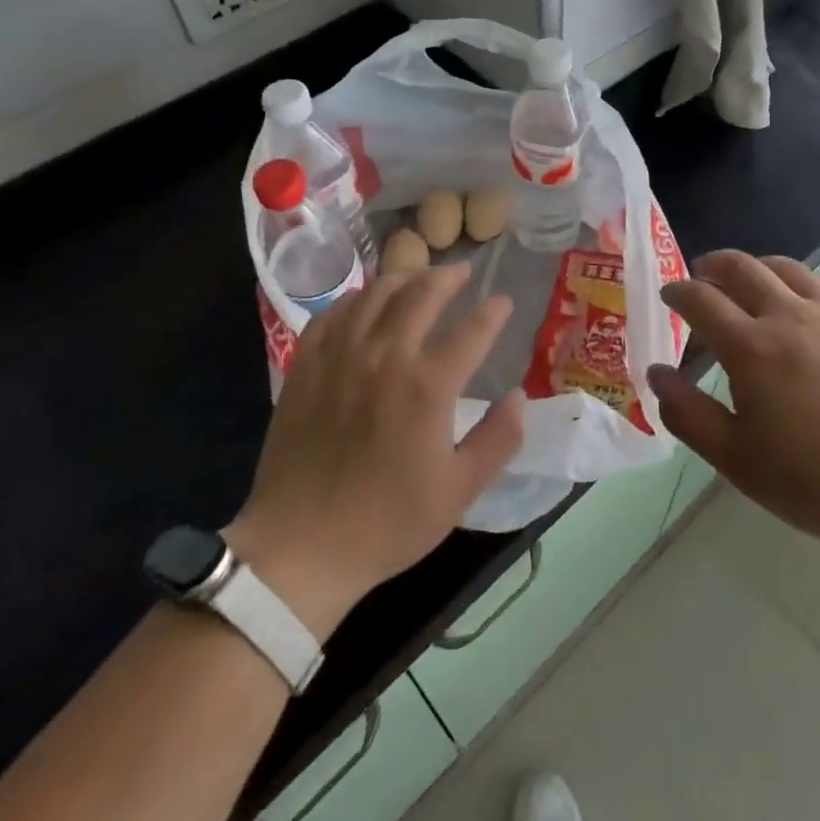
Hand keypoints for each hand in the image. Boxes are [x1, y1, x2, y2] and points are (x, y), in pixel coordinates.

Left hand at [225, 263, 523, 639]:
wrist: (300, 548)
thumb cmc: (387, 523)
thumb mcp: (459, 492)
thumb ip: (499, 439)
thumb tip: (519, 397)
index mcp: (428, 386)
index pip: (472, 331)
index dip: (493, 312)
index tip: (504, 302)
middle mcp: (385, 356)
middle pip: (422, 294)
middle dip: (449, 277)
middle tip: (463, 272)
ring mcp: (340, 356)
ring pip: (376, 293)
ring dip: (404, 277)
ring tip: (418, 276)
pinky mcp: (305, 365)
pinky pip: (332, 314)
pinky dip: (355, 299)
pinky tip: (364, 303)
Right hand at [649, 251, 819, 561]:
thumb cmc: (817, 482)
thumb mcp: (737, 460)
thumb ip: (688, 414)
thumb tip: (656, 373)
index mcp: (751, 348)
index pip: (701, 300)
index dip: (678, 291)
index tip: (669, 295)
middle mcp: (790, 317)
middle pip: (743, 267)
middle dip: (714, 265)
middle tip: (703, 275)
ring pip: (790, 269)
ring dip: (760, 268)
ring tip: (753, 281)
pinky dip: (812, 286)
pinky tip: (813, 303)